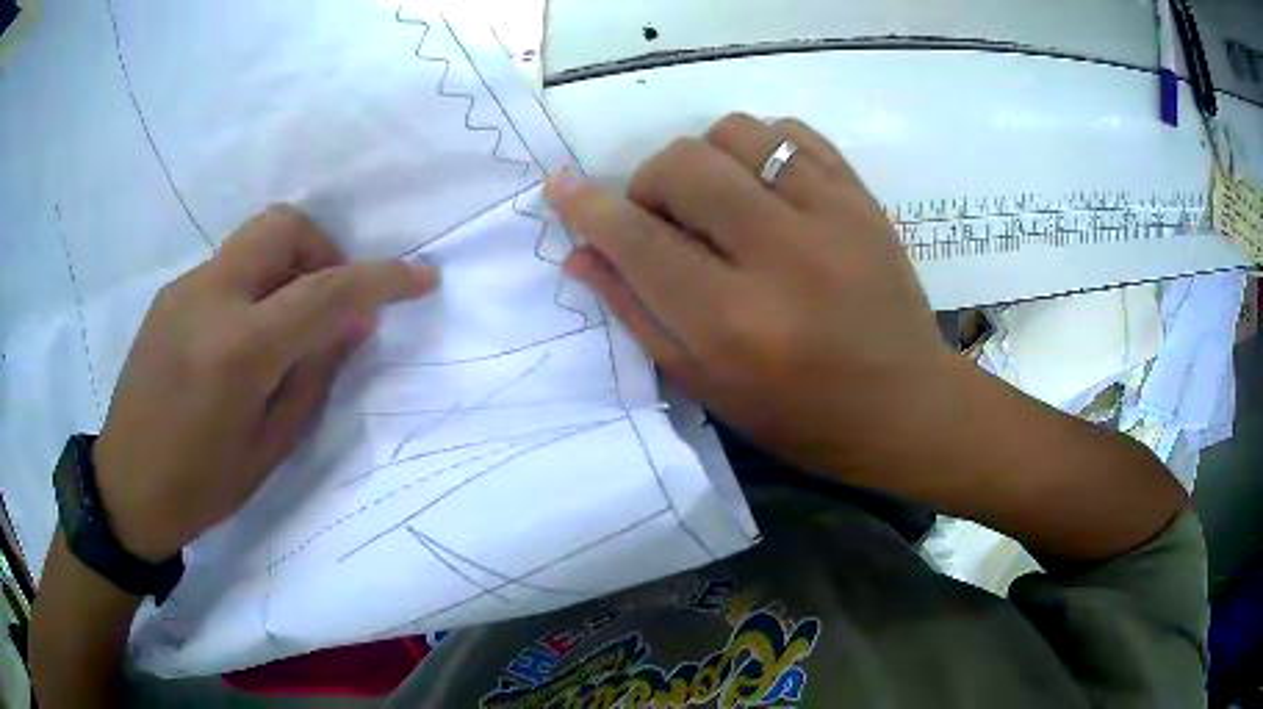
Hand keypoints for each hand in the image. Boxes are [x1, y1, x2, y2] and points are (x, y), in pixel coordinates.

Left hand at [93, 206, 437, 561]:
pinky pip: (228, 268)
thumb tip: (353, 324)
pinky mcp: (170, 295)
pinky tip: (245, 338)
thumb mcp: (269, 446)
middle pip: (283, 226)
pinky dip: (255, 285)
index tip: (422, 278)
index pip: (324, 291)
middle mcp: (209, 299)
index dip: (381, 279)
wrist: (125, 487)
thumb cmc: (202, 486)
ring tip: (287, 327)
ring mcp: (184, 289)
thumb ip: (313, 374)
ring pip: (253, 241)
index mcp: (238, 350)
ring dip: (289, 267)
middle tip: (330, 304)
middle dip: (324, 250)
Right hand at [549, 113, 952, 473]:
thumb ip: (638, 312)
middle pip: (683, 166)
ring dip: (706, 159)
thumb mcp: (707, 385)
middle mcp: (781, 257)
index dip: (589, 209)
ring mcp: (831, 216)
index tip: (561, 188)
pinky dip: (760, 147)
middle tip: (663, 217)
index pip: (640, 242)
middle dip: (650, 184)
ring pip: (735, 132)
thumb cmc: (800, 414)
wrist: (904, 403)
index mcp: (735, 323)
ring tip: (719, 200)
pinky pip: (790, 132)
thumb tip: (580, 253)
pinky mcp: (861, 197)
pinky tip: (764, 185)